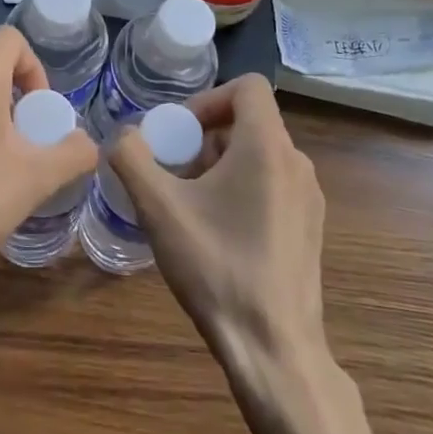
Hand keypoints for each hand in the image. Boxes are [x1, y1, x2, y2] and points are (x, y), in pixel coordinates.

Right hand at [109, 75, 327, 384]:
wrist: (272, 347)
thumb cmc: (216, 266)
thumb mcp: (159, 208)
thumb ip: (132, 158)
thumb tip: (123, 136)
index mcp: (268, 147)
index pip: (249, 87)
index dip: (207, 98)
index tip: (178, 132)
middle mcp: (297, 163)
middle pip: (249, 122)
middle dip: (204, 137)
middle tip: (173, 170)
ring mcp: (309, 197)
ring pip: (259, 155)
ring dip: (219, 164)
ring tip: (188, 203)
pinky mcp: (309, 227)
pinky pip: (272, 185)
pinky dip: (240, 188)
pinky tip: (215, 231)